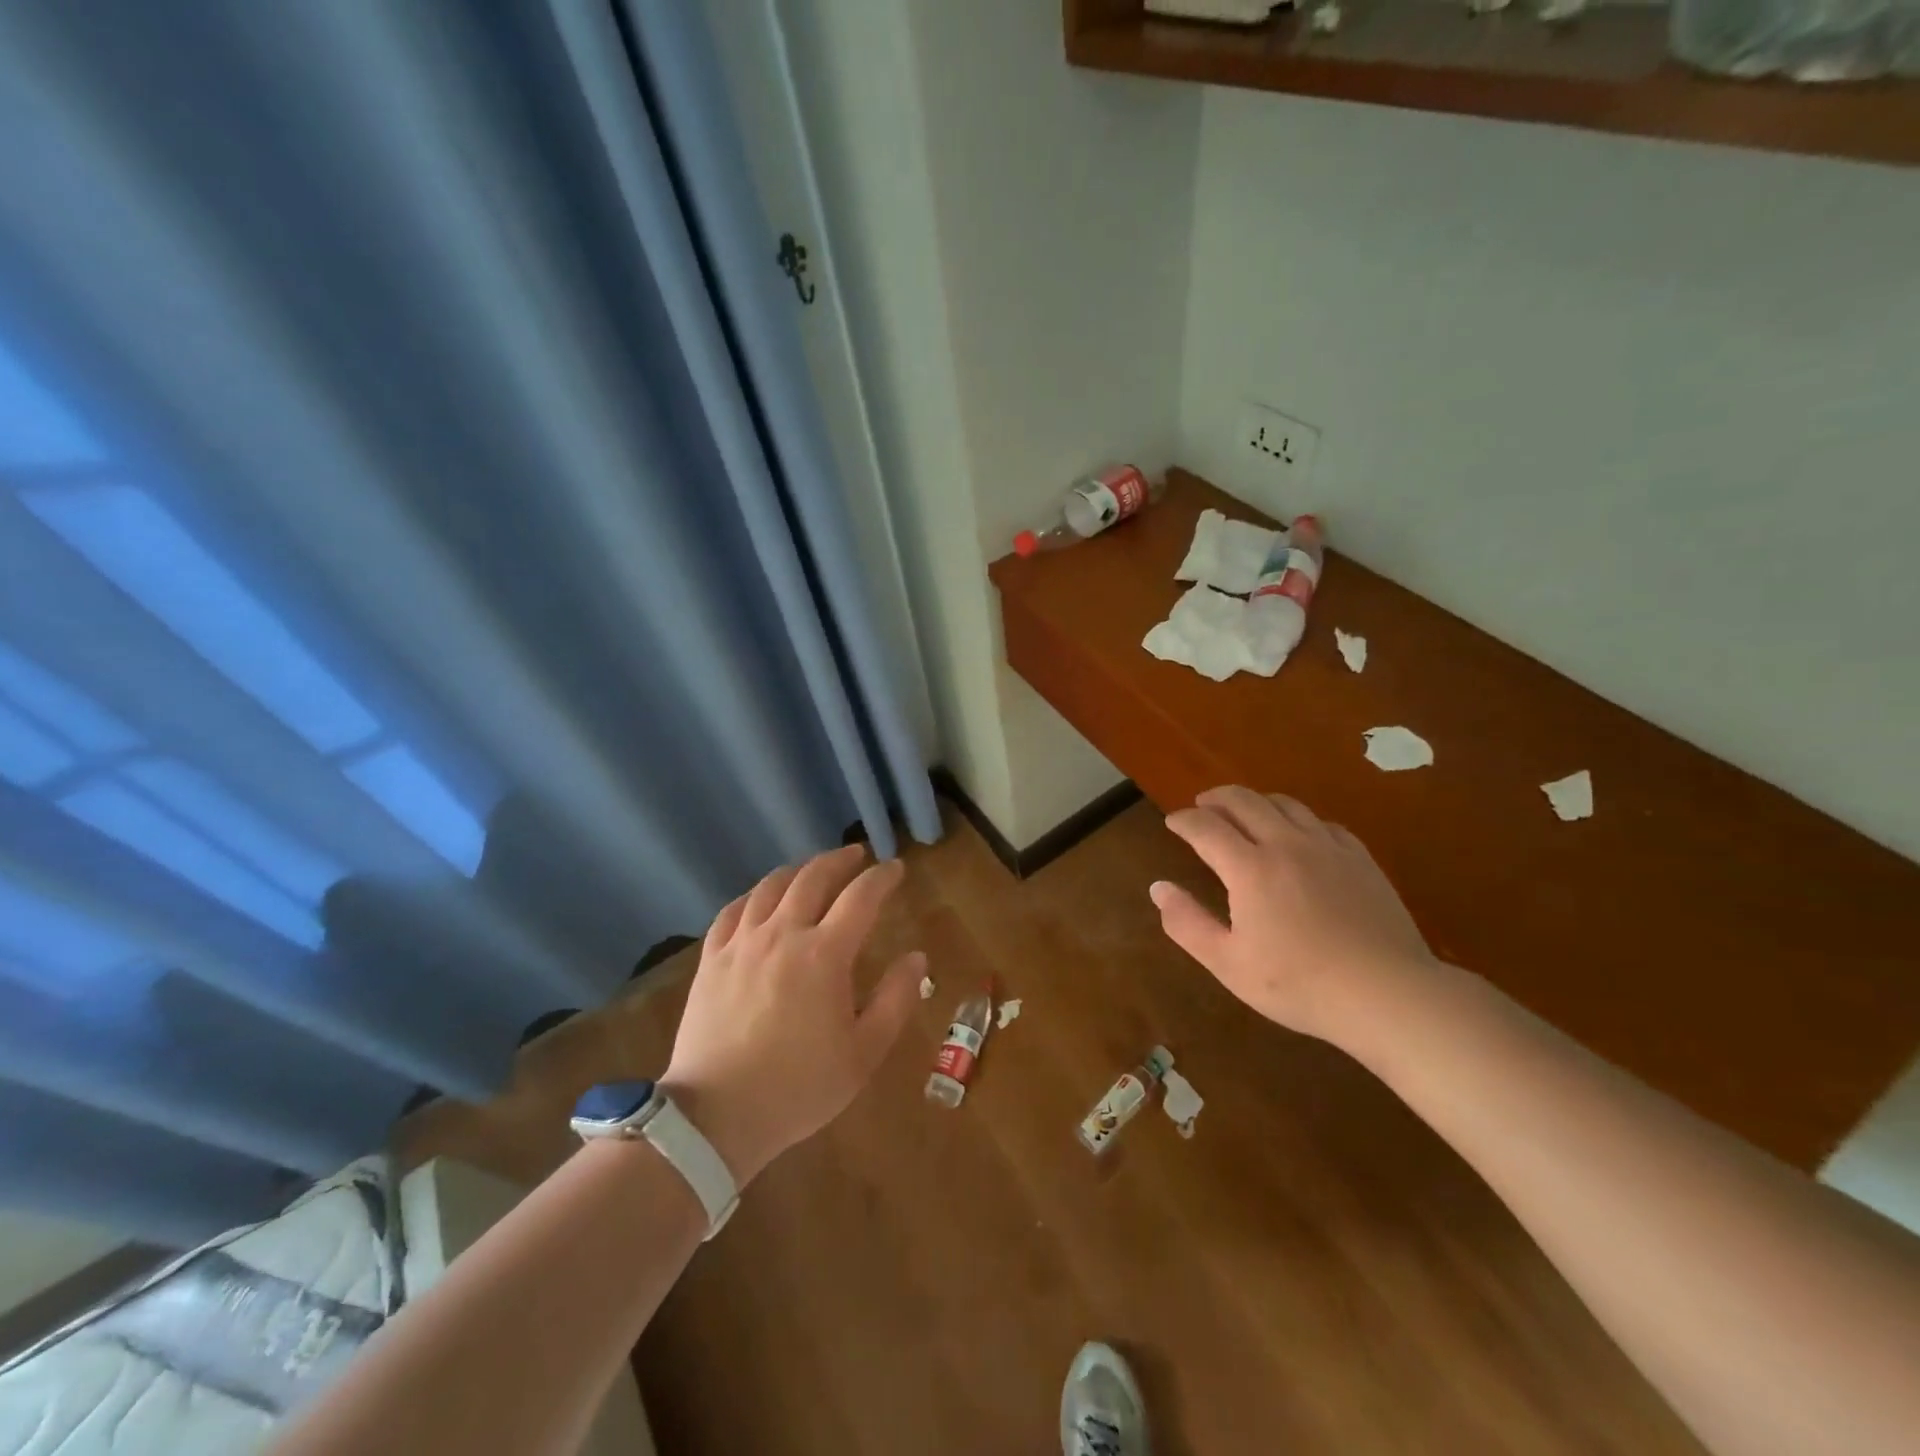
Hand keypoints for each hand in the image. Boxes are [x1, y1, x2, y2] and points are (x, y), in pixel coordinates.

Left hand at [661, 845, 924, 1185]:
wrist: (716, 1116)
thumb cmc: (799, 1086)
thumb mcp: (864, 1052)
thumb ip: (896, 999)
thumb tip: (917, 957)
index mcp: (824, 954)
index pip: (861, 897)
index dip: (881, 877)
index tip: (895, 869)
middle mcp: (783, 934)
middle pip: (813, 878)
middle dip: (839, 861)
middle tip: (856, 856)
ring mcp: (742, 943)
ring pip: (771, 887)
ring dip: (798, 870)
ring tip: (812, 869)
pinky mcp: (712, 959)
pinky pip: (733, 910)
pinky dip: (754, 895)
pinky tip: (761, 899)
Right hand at [1151, 786, 1432, 1040]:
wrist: (1387, 994)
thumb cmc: (1299, 984)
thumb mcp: (1229, 963)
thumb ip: (1187, 923)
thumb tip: (1159, 888)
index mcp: (1250, 868)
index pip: (1206, 827)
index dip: (1184, 820)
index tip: (1172, 822)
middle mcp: (1286, 844)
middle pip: (1245, 801)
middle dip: (1216, 799)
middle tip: (1202, 806)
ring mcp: (1328, 848)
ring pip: (1285, 804)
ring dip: (1256, 802)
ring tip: (1245, 812)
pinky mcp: (1360, 859)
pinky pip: (1322, 822)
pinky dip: (1298, 819)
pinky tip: (1299, 835)